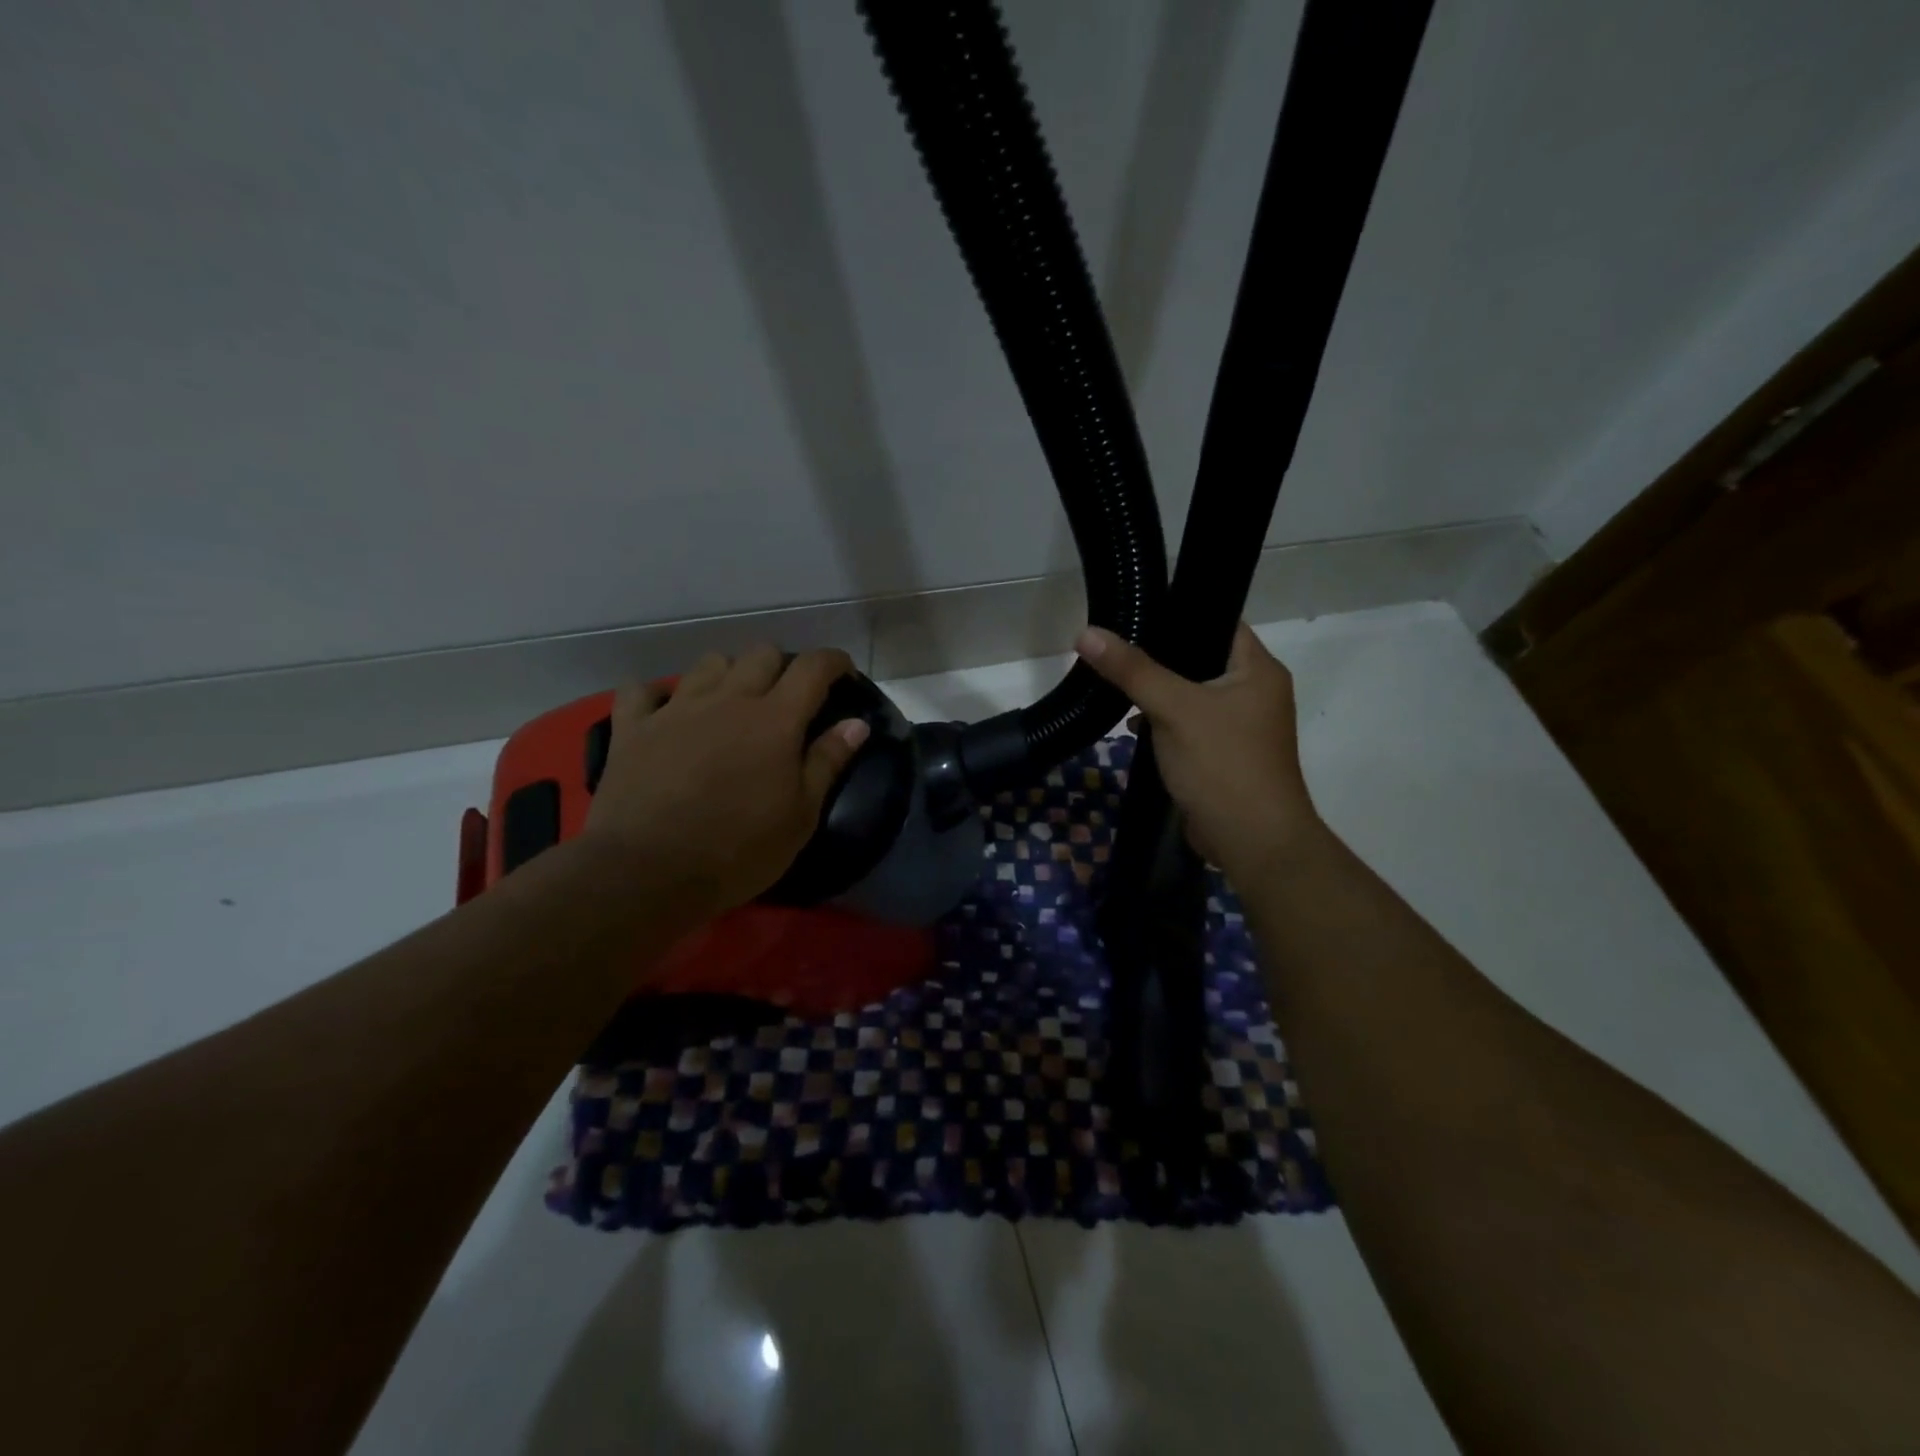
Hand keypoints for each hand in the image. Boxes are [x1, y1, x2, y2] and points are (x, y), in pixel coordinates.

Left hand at [582, 645, 869, 920]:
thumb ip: (828, 762)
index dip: (835, 662)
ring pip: (709, 662)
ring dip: (729, 673)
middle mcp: (728, 699)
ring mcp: (676, 708)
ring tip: (732, 702)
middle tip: (788, 698)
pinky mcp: (633, 727)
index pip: (813, 667)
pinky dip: (658, 693)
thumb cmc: (738, 850)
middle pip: (762, 654)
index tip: (845, 673)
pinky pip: (641, 689)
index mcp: (775, 719)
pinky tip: (666, 710)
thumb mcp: (800, 816)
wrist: (648, 872)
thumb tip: (857, 723)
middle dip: (783, 666)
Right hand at [1076, 622, 1320, 877]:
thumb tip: (1086, 633)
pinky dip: (1163, 723)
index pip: (1218, 621)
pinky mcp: (1223, 754)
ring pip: (1190, 695)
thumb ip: (1132, 670)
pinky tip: (1133, 727)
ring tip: (1114, 685)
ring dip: (1157, 694)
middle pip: (1199, 659)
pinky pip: (1188, 725)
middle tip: (1114, 649)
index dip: (1179, 613)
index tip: (1135, 612)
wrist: (1252, 841)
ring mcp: (1240, 726)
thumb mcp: (1174, 709)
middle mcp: (1254, 691)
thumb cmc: (1222, 764)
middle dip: (1157, 658)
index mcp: (1258, 669)